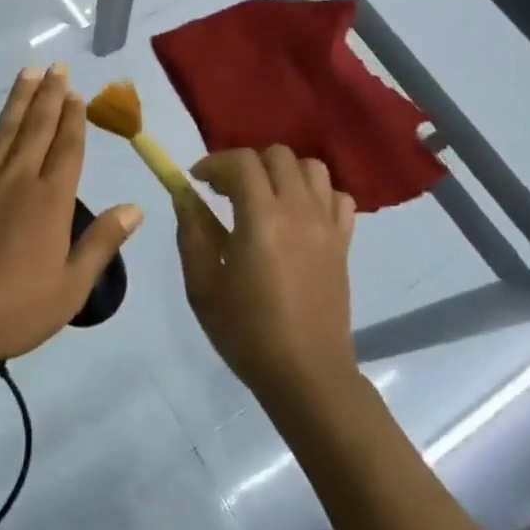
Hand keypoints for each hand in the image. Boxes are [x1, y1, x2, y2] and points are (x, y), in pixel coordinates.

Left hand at [0, 65, 143, 367]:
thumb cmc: (13, 309)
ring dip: (18, 100)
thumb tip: (136, 207)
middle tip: (57, 67)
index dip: (75, 119)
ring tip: (28, 73)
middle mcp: (19, 179)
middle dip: (51, 96)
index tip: (78, 93)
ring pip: (4, 130)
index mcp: (52, 200)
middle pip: (39, 128)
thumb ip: (103, 243)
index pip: (68, 148)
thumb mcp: (71, 287)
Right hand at [176, 146, 357, 407]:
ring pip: (312, 168)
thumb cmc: (247, 332)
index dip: (215, 162)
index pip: (242, 162)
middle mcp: (299, 211)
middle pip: (278, 156)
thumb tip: (185, 195)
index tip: (197, 180)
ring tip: (264, 198)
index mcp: (262, 219)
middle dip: (247, 164)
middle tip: (226, 191)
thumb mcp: (203, 284)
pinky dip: (317, 194)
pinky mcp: (344, 242)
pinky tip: (298, 215)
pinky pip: (337, 198)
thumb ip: (192, 231)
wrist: (306, 374)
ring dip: (283, 173)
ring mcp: (327, 225)